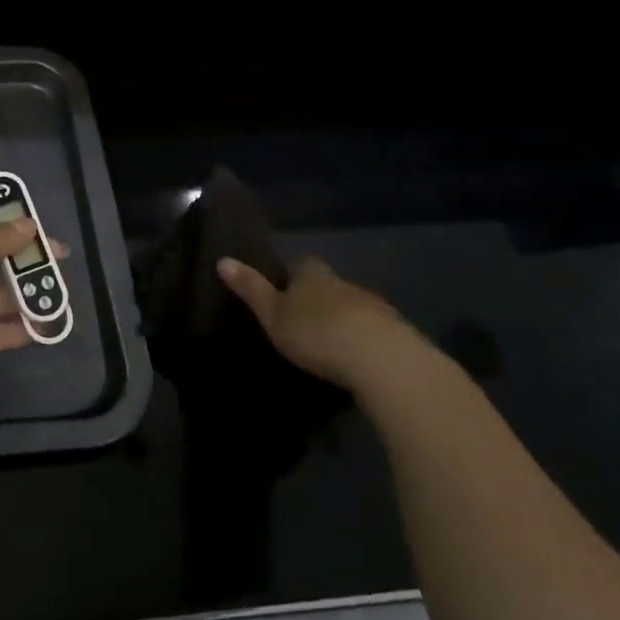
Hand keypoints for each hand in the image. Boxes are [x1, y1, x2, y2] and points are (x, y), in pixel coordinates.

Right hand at [216, 255, 431, 392]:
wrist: (381, 359)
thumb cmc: (316, 331)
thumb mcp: (272, 313)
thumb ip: (250, 288)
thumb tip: (222, 259)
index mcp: (314, 275)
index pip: (304, 264)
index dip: (294, 275)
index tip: (285, 291)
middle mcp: (345, 284)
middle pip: (330, 286)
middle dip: (320, 299)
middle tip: (304, 322)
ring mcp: (375, 308)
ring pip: (354, 308)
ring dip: (344, 321)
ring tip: (330, 345)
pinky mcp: (398, 335)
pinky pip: (375, 332)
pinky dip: (365, 341)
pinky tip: (357, 361)